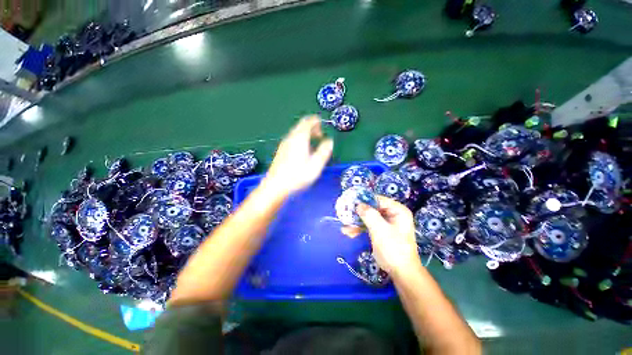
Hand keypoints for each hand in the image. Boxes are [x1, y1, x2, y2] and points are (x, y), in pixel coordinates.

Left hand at [265, 116, 333, 195]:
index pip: (308, 122)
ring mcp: (284, 144)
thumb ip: (324, 152)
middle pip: (301, 126)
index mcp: (300, 138)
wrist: (276, 186)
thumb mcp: (316, 165)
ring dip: (306, 134)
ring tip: (314, 143)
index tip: (323, 124)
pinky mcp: (281, 151)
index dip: (316, 121)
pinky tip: (303, 151)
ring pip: (296, 133)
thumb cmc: (297, 176)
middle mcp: (290, 138)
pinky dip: (300, 140)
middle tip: (320, 135)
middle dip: (312, 127)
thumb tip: (329, 141)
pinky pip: (292, 140)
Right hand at [342, 196, 419, 274]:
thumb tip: (358, 204)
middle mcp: (392, 214)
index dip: (364, 200)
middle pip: (371, 208)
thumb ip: (369, 215)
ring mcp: (385, 223)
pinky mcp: (380, 231)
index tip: (351, 202)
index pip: (378, 199)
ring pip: (367, 217)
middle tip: (345, 214)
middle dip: (358, 213)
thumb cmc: (394, 249)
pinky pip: (368, 225)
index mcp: (397, 210)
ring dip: (356, 222)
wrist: (401, 273)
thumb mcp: (380, 230)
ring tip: (345, 227)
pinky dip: (359, 228)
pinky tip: (349, 233)